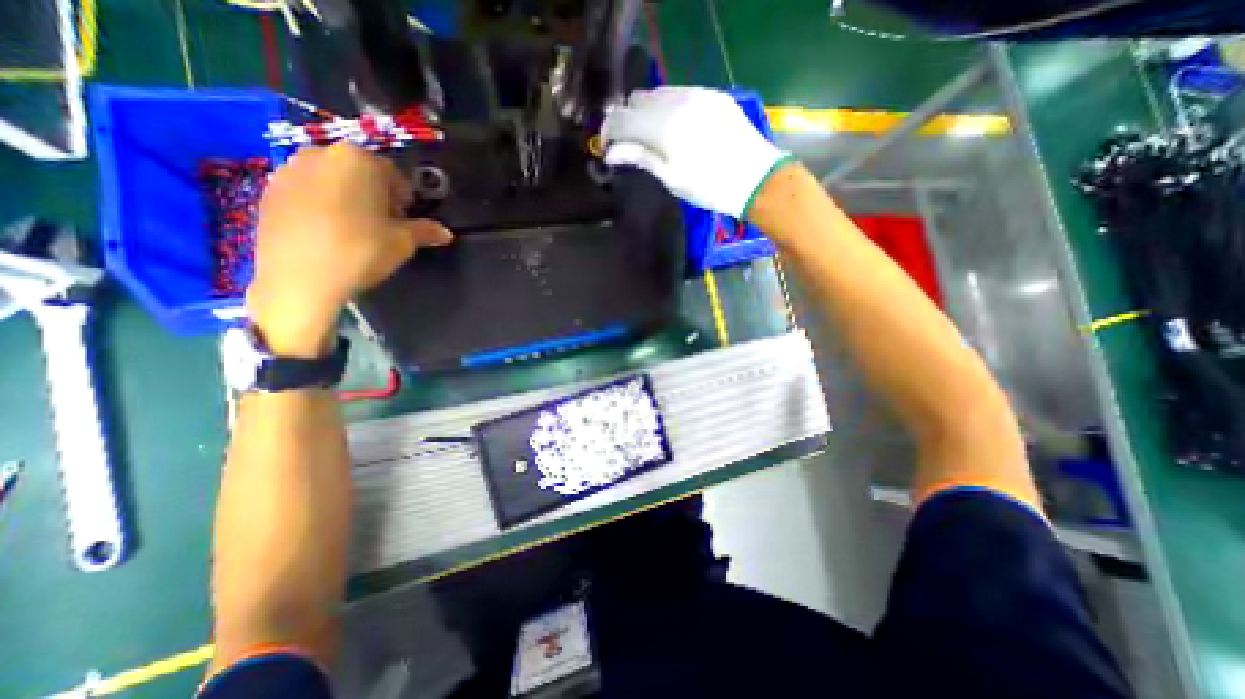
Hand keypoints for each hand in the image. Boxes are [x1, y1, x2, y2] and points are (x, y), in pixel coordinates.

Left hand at [246, 142, 451, 358]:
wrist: (301, 278)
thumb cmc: (362, 251)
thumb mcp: (403, 242)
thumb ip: (425, 231)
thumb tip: (445, 233)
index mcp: (358, 160)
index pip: (393, 173)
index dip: (404, 198)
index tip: (406, 219)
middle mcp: (320, 154)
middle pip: (359, 172)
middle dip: (375, 194)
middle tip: (383, 224)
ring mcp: (288, 170)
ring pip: (332, 180)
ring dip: (348, 198)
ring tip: (355, 230)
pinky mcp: (267, 190)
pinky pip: (307, 192)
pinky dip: (321, 205)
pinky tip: (329, 233)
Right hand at [602, 89, 786, 216]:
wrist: (756, 178)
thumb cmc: (709, 187)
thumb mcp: (671, 178)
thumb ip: (640, 157)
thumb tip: (611, 152)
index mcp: (662, 126)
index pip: (621, 118)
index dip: (608, 132)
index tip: (607, 149)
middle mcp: (676, 100)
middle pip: (637, 101)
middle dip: (628, 121)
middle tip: (632, 146)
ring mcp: (696, 93)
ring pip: (658, 94)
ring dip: (648, 113)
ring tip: (654, 138)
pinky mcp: (712, 95)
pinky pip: (679, 94)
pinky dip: (669, 108)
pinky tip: (677, 129)